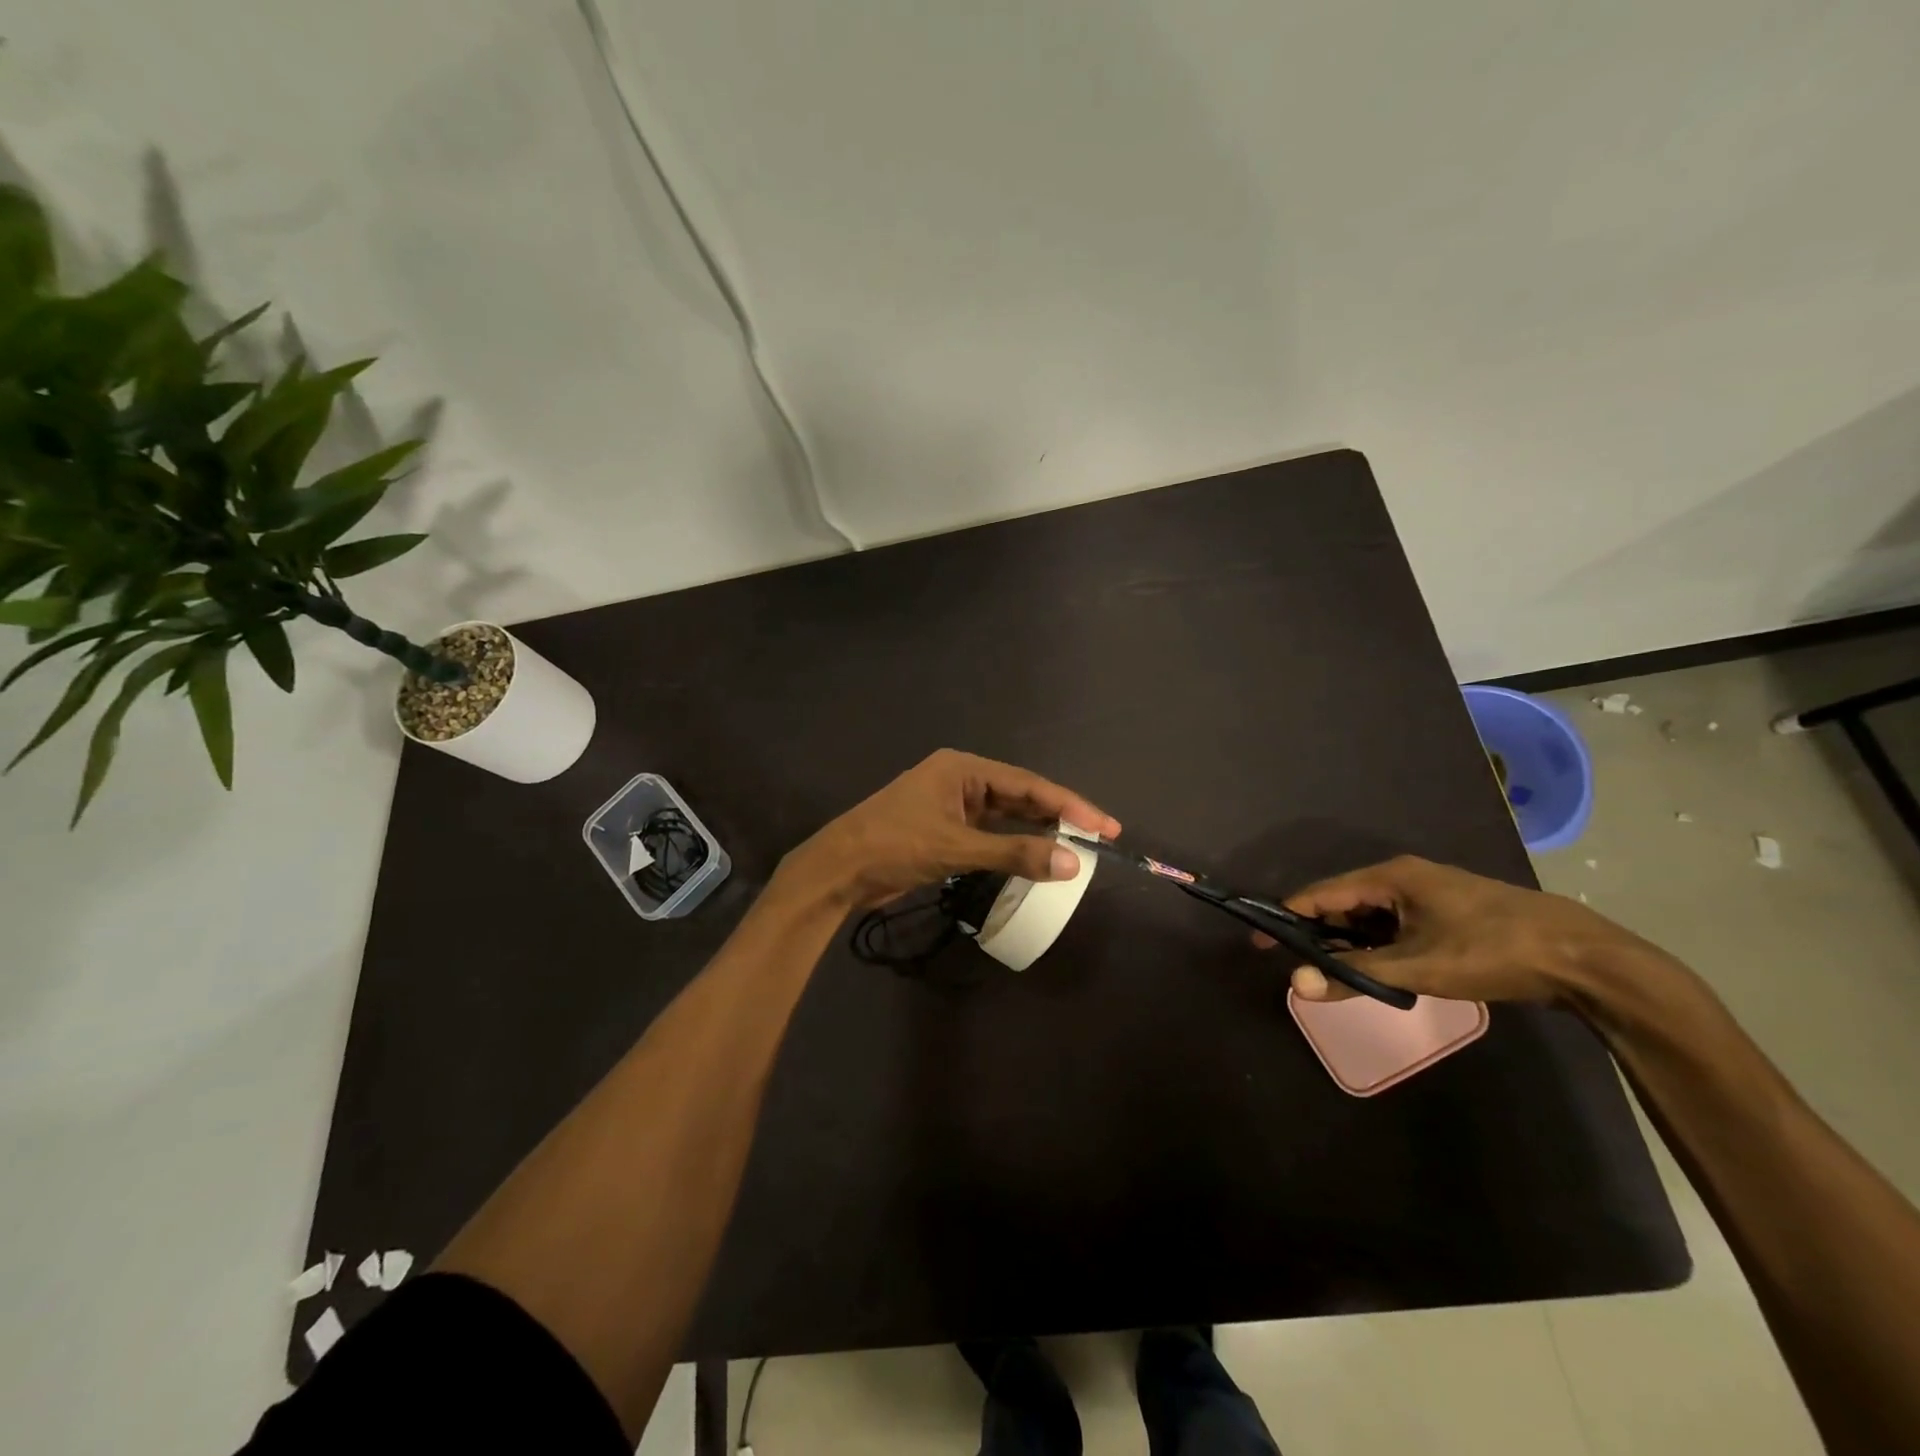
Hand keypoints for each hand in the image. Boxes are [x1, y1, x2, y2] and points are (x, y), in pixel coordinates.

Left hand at [782, 749, 1121, 909]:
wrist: (838, 870)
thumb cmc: (894, 846)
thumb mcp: (956, 848)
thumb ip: (1014, 854)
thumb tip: (1073, 863)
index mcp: (963, 769)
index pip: (1028, 784)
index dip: (1069, 805)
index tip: (1104, 826)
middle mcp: (960, 781)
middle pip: (1020, 796)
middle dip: (1058, 816)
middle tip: (1099, 837)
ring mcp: (950, 806)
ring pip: (1005, 816)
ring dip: (1036, 831)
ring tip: (1075, 848)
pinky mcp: (943, 830)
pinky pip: (989, 833)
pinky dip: (1012, 845)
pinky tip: (1034, 857)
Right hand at [1268, 855, 1661, 1004]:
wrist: (1582, 958)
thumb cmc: (1491, 952)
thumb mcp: (1417, 968)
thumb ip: (1353, 974)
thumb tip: (1296, 984)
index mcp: (1390, 876)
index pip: (1321, 894)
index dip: (1288, 917)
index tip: (1261, 941)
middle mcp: (1403, 876)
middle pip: (1344, 903)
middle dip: (1319, 933)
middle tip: (1297, 964)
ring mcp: (1428, 893)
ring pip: (1371, 915)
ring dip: (1351, 942)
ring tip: (1333, 972)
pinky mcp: (1447, 912)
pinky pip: (1395, 923)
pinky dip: (1378, 944)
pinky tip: (1377, 969)